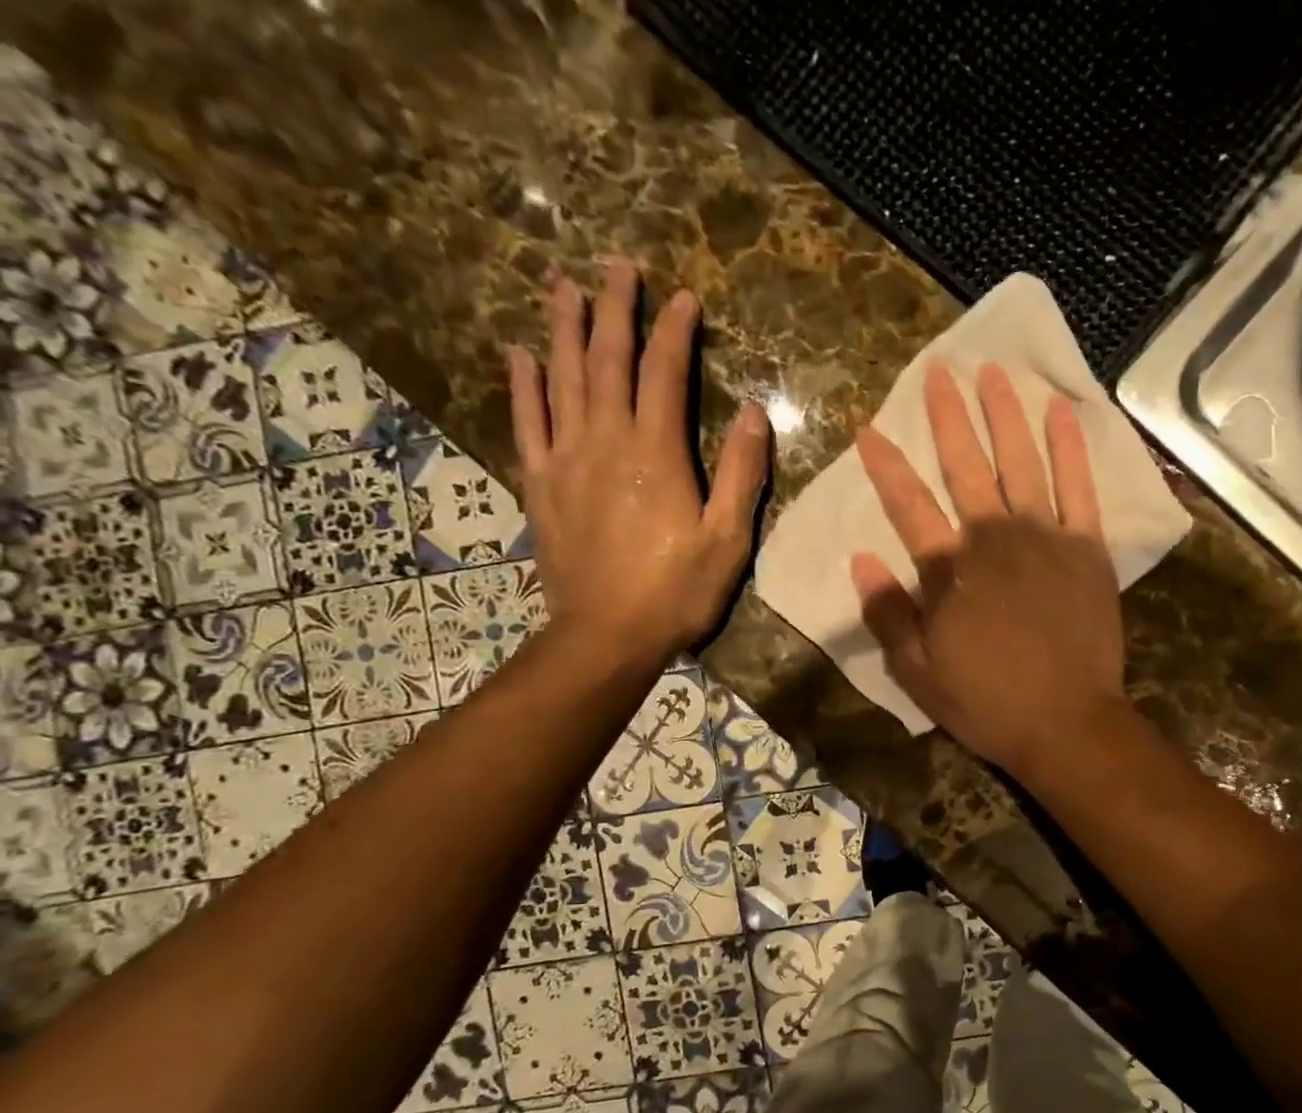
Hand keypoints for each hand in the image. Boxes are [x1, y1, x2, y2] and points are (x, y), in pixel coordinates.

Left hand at [508, 258, 768, 664]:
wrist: (608, 635)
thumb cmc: (677, 593)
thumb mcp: (727, 540)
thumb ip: (740, 474)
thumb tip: (755, 413)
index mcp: (656, 454)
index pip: (665, 374)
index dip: (675, 332)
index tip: (684, 296)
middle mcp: (606, 441)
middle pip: (608, 360)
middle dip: (615, 308)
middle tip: (616, 263)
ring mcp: (566, 460)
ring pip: (563, 379)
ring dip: (565, 329)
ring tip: (564, 285)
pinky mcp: (542, 485)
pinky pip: (527, 422)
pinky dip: (524, 385)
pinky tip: (521, 355)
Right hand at [851, 362, 1125, 777]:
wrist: (1067, 723)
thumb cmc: (988, 703)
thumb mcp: (920, 673)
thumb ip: (889, 615)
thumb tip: (860, 561)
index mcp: (949, 571)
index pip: (908, 506)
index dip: (886, 466)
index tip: (868, 429)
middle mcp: (994, 539)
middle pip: (966, 467)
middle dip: (948, 418)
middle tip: (938, 373)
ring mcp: (1045, 538)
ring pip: (1021, 462)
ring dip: (1004, 414)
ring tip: (992, 372)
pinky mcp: (1087, 548)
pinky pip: (1079, 486)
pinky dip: (1070, 447)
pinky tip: (1060, 411)